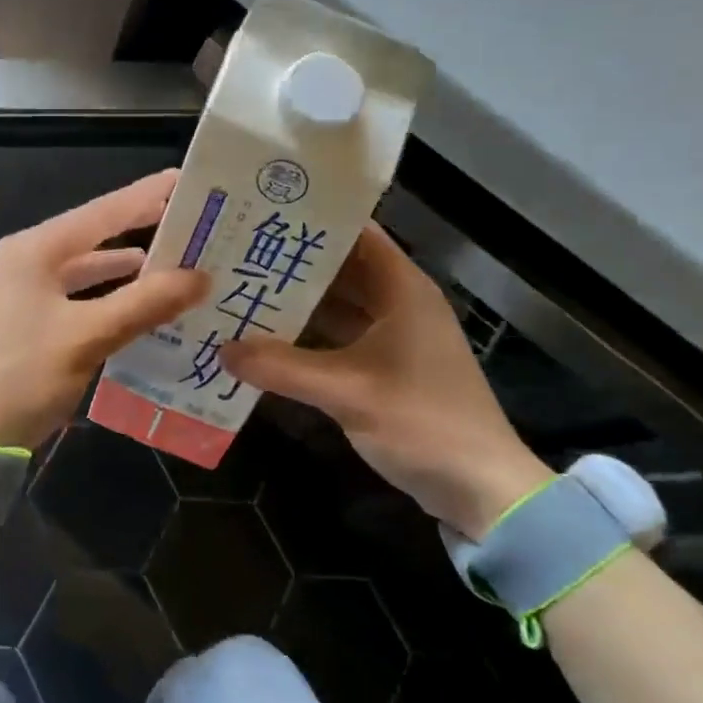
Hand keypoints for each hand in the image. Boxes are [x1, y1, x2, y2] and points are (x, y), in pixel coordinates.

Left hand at [0, 170, 208, 451]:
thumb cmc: (17, 378)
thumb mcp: (85, 338)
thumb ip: (143, 303)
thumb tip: (200, 275)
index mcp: (34, 250)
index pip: (103, 212)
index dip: (148, 195)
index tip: (189, 180)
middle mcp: (23, 261)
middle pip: (93, 237)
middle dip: (142, 231)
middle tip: (193, 224)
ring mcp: (17, 293)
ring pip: (82, 271)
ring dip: (125, 269)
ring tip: (174, 264)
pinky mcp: (19, 323)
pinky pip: (72, 298)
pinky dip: (104, 298)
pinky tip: (132, 307)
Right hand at [221, 222, 550, 537]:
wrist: (481, 489)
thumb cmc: (422, 422)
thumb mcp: (346, 391)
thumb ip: (281, 367)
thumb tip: (222, 348)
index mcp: (402, 289)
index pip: (355, 233)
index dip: (311, 219)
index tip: (261, 212)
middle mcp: (398, 303)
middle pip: (340, 268)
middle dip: (291, 261)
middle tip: (236, 251)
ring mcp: (393, 336)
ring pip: (337, 304)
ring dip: (296, 300)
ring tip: (241, 288)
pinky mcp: (386, 367)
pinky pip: (338, 337)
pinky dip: (307, 335)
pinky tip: (267, 338)